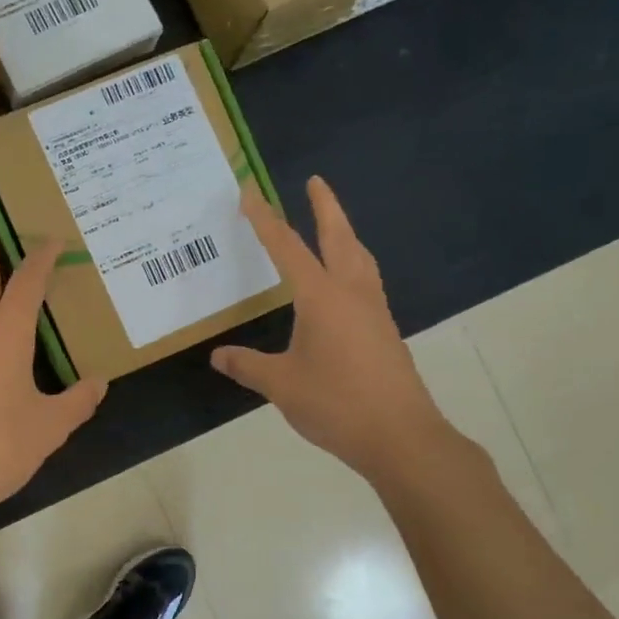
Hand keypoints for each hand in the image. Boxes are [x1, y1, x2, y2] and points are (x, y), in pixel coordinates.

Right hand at [212, 177, 450, 480]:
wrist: (400, 436)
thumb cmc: (336, 404)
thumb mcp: (281, 385)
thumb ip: (248, 366)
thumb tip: (218, 356)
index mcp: (322, 298)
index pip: (288, 248)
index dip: (266, 220)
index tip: (251, 193)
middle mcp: (352, 294)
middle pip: (340, 238)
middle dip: (325, 208)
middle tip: (315, 182)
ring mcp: (374, 312)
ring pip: (360, 258)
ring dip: (345, 234)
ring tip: (333, 226)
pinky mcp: (384, 332)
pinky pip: (366, 283)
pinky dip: (353, 265)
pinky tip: (344, 285)